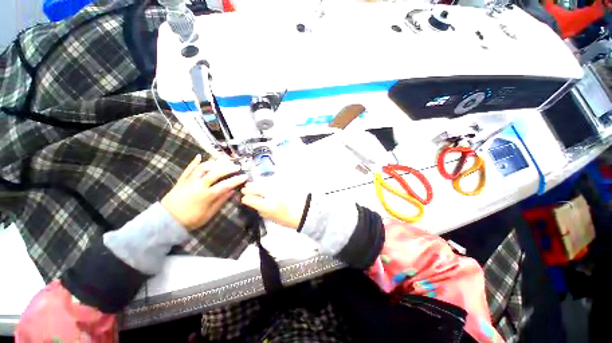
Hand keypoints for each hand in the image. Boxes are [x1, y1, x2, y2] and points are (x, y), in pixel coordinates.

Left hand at [161, 154, 248, 230]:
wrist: (166, 220)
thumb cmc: (190, 219)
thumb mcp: (208, 214)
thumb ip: (220, 201)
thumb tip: (232, 191)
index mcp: (207, 195)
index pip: (225, 185)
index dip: (236, 180)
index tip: (245, 176)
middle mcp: (198, 185)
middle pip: (215, 173)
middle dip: (228, 168)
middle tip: (237, 166)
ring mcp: (189, 181)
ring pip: (203, 168)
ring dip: (214, 163)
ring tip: (224, 162)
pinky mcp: (182, 180)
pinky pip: (188, 169)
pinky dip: (194, 162)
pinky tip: (200, 156)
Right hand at [241, 180, 308, 228]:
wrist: (303, 210)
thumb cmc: (286, 217)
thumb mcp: (269, 217)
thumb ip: (258, 208)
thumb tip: (250, 200)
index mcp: (267, 205)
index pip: (249, 198)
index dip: (245, 199)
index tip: (245, 199)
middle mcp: (271, 193)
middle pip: (253, 187)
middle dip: (248, 189)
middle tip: (247, 191)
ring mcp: (278, 184)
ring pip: (261, 180)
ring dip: (257, 183)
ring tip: (257, 187)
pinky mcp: (284, 179)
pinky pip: (271, 177)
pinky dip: (267, 181)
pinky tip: (268, 184)